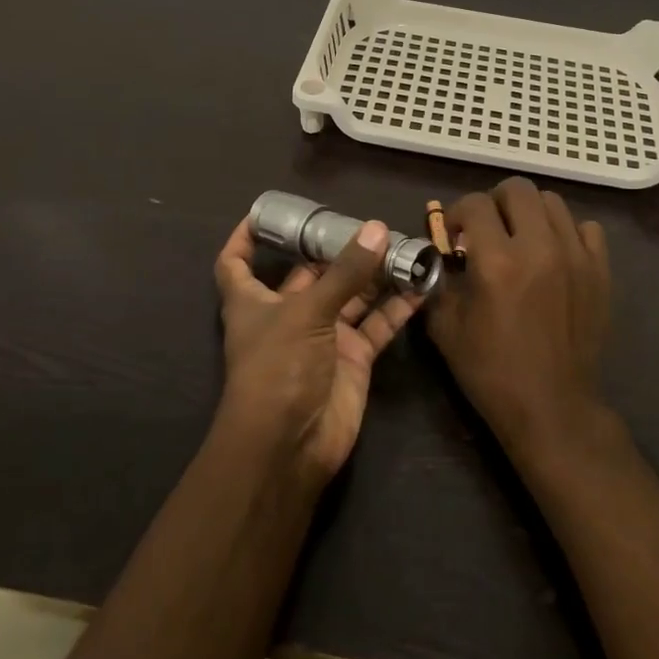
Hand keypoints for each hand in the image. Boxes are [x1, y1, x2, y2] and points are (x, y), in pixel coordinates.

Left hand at [213, 215, 423, 482]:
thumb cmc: (279, 369)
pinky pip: (377, 324)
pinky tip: (421, 285)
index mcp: (255, 301)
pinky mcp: (353, 358)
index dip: (245, 238)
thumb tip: (376, 228)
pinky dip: (397, 307)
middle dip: (337, 249)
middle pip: (310, 273)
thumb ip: (345, 272)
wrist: (291, 445)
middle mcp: (288, 314)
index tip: (264, 213)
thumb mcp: (307, 312)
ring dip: (374, 274)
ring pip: (351, 295)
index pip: (237, 263)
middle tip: (370, 223)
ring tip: (405, 245)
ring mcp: (324, 336)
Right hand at [426, 177, 612, 457]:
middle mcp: (539, 248)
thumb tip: (438, 253)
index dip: (458, 213)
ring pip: (552, 202)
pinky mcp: (600, 271)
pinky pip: (586, 228)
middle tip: (486, 228)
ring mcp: (576, 257)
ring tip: (520, 238)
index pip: (475, 204)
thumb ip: (437, 280)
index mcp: (496, 262)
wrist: (551, 406)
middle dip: (494, 202)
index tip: (455, 233)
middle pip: (518, 189)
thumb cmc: (491, 370)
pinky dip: (566, 232)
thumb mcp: (445, 327)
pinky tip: (553, 254)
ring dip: (529, 213)